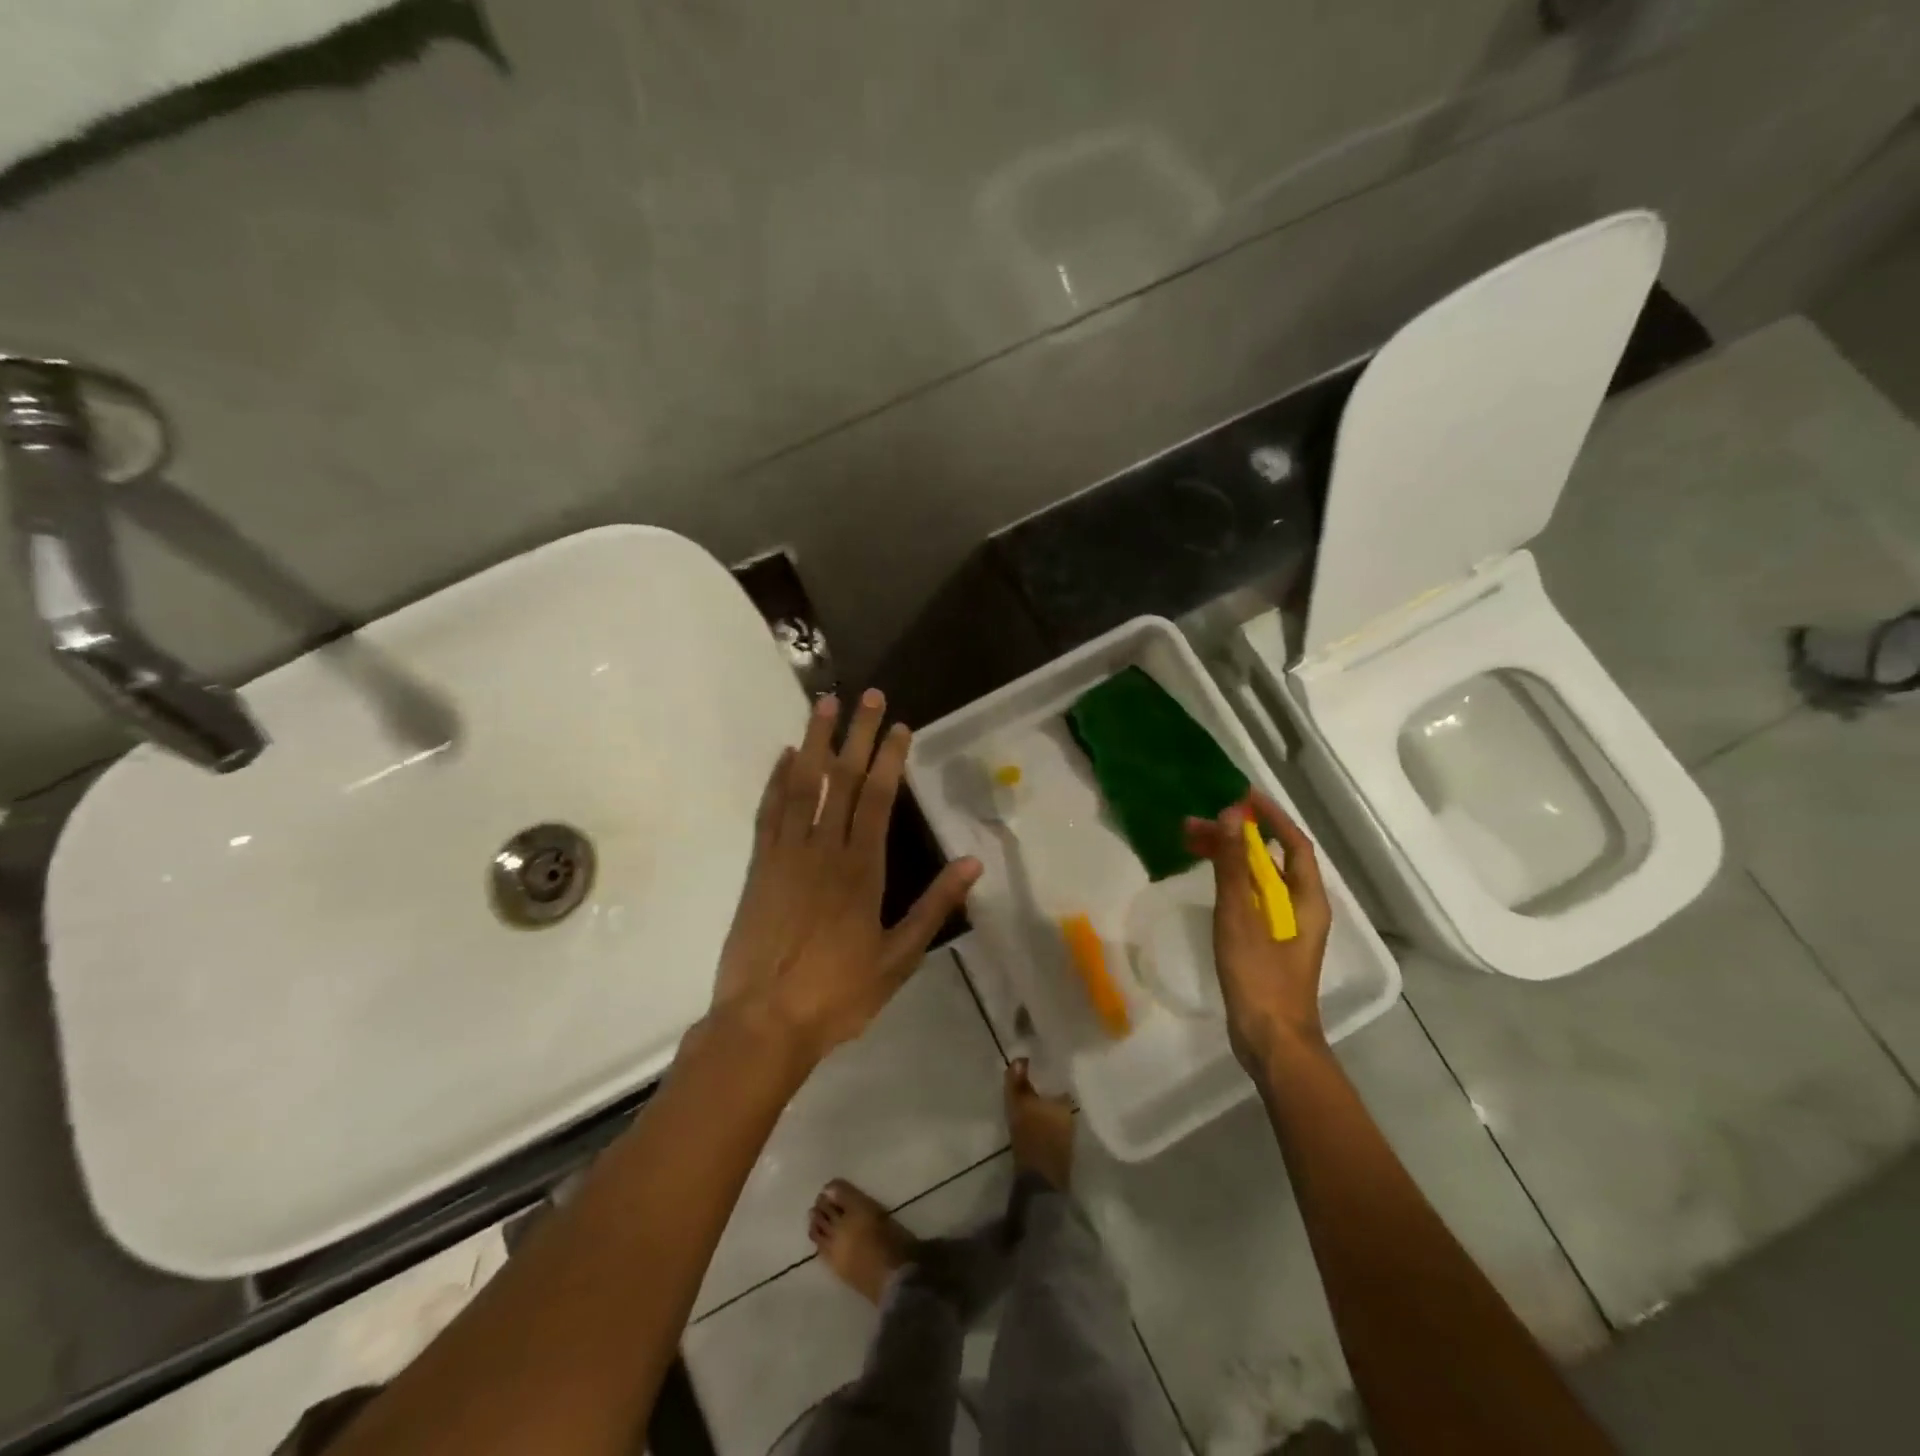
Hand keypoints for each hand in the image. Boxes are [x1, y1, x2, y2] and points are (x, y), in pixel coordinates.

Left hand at [711, 690, 981, 1067]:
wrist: (764, 1022)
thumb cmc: (838, 993)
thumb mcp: (899, 958)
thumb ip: (934, 906)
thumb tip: (973, 863)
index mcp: (861, 869)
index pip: (878, 798)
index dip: (889, 758)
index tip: (898, 726)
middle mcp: (824, 850)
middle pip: (842, 780)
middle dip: (857, 734)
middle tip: (866, 695)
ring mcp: (787, 854)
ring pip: (802, 785)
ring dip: (815, 742)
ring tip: (824, 705)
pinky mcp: (760, 867)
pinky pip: (769, 812)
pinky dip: (777, 780)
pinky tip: (786, 756)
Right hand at [1184, 791, 1332, 1070]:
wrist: (1270, 1039)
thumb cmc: (1260, 976)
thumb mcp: (1242, 916)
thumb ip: (1236, 865)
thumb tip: (1232, 816)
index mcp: (1307, 898)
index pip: (1294, 843)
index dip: (1271, 816)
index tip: (1241, 795)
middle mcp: (1301, 907)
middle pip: (1272, 859)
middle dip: (1238, 836)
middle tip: (1197, 823)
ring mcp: (1285, 927)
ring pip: (1259, 878)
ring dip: (1230, 857)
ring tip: (1192, 844)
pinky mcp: (1267, 943)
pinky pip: (1250, 897)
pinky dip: (1229, 880)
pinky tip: (1207, 879)